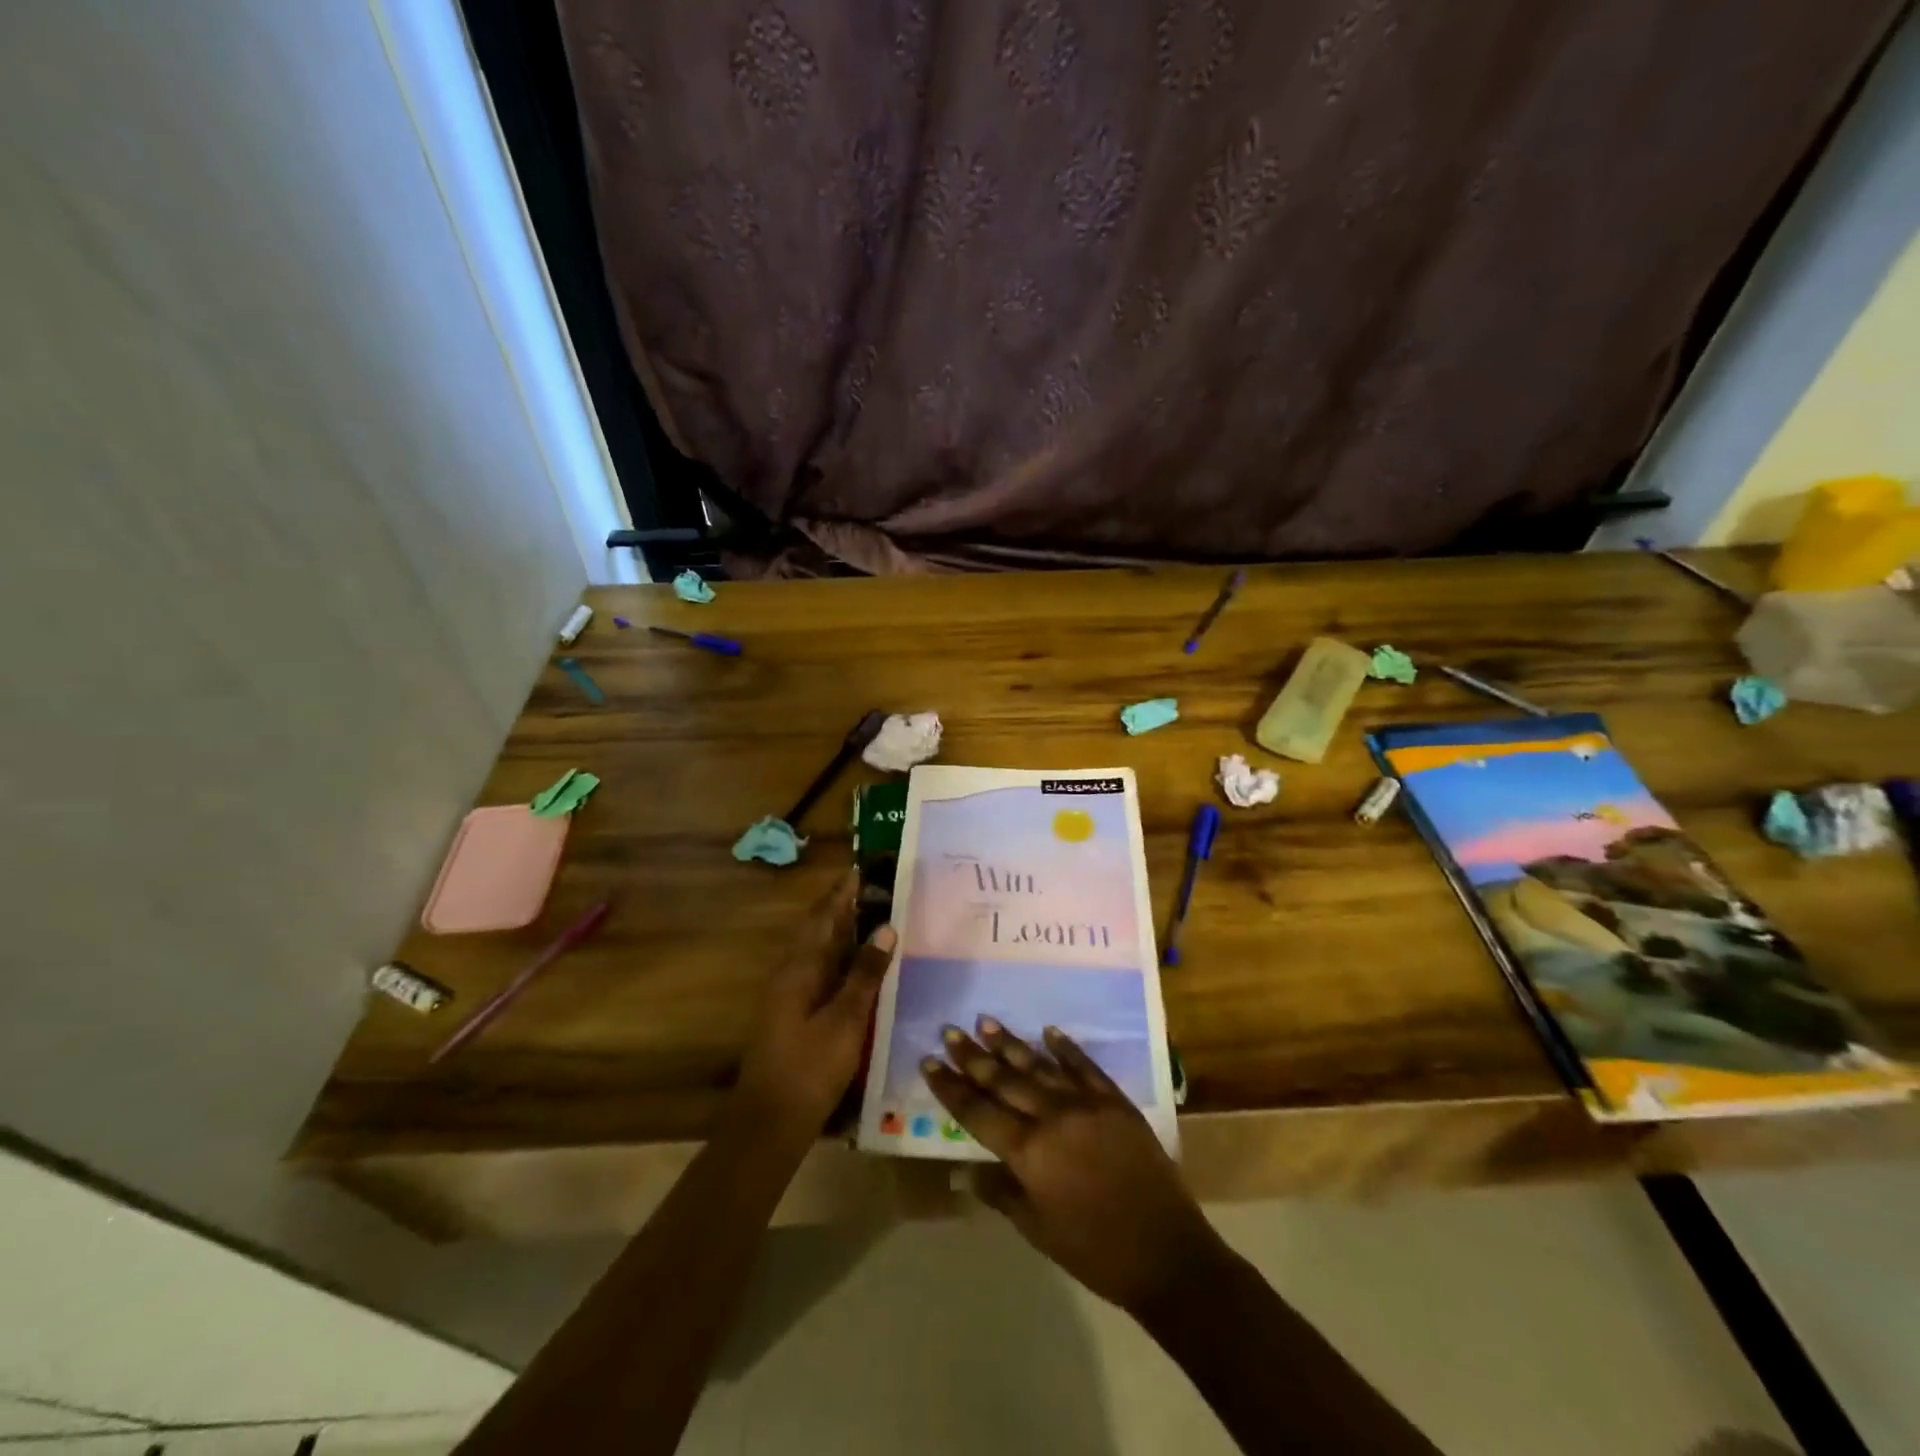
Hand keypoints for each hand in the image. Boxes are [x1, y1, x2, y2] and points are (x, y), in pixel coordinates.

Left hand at [735, 870, 894, 1144]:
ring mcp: (789, 995)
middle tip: (878, 890)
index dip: (843, 893)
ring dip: (843, 932)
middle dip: (844, 907)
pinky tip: (861, 968)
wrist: (769, 1123)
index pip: (823, 917)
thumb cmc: (809, 1068)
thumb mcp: (845, 1020)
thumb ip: (865, 974)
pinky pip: (820, 972)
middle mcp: (790, 974)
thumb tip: (886, 928)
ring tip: (876, 919)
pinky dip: (840, 960)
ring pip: (819, 952)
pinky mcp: (794, 1015)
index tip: (865, 869)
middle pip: (819, 930)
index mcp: (799, 968)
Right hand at [924, 1019, 1228, 1313]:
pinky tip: (1049, 1032)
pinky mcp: (1115, 1101)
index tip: (929, 1062)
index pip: (978, 1112)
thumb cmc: (1093, 1251)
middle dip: (973, 1056)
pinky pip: (1085, 1066)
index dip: (951, 1088)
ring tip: (986, 1023)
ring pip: (1039, 1066)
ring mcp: (1087, 1104)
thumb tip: (962, 1171)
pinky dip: (1065, 1048)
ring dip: (1011, 1045)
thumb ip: (999, 1192)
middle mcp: (1053, 1117)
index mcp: (1029, 1152)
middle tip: (950, 1031)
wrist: (1166, 1253)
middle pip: (1004, 1080)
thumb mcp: (1037, 1229)